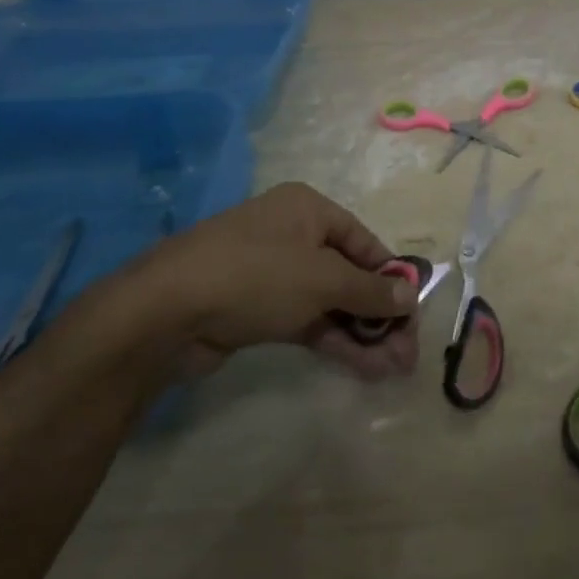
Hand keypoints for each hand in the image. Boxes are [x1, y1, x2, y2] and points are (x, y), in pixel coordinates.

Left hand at [89, 183, 420, 383]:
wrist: (165, 312)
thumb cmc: (256, 275)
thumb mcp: (322, 279)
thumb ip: (370, 291)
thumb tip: (411, 296)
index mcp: (308, 210)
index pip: (365, 242)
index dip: (391, 278)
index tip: (413, 314)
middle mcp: (292, 236)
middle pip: (349, 275)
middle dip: (379, 314)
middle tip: (406, 352)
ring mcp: (272, 275)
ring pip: (330, 303)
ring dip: (362, 333)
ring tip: (394, 368)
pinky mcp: (257, 310)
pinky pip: (307, 322)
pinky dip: (335, 341)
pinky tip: (364, 367)